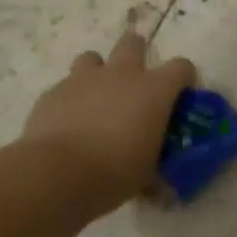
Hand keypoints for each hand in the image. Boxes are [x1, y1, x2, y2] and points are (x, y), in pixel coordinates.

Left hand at [16, 31, 196, 215]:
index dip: (183, 78)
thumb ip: (156, 174)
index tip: (180, 94)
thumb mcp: (146, 175)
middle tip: (135, 78)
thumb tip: (163, 193)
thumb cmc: (116, 172)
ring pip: (93, 58)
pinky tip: (68, 122)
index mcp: (154, 90)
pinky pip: (66, 86)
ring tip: (97, 97)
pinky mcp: (53, 92)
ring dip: (98, 72)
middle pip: (133, 44)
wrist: (57, 174)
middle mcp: (122, 75)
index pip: (181, 67)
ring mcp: (84, 79)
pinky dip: (71, 98)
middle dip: (137, 52)